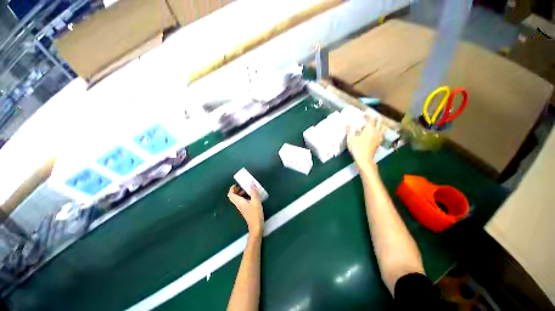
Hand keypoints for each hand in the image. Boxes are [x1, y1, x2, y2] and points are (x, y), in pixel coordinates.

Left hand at [228, 184, 263, 234]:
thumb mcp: (256, 201)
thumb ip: (254, 192)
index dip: (232, 188)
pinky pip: (242, 201)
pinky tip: (252, 196)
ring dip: (241, 193)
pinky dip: (245, 197)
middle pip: (233, 196)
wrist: (256, 226)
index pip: (231, 194)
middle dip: (237, 190)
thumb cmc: (255, 214)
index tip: (236, 184)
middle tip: (243, 186)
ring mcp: (241, 207)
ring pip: (238, 198)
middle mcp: (238, 204)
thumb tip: (251, 183)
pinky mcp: (245, 209)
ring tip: (249, 190)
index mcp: (239, 202)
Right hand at [346, 115, 384, 172]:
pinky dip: (380, 131)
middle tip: (370, 118)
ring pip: (382, 127)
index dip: (368, 115)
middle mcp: (376, 131)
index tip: (365, 114)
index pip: (371, 119)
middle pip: (379, 122)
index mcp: (369, 129)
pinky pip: (382, 134)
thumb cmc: (356, 148)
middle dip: (375, 118)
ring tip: (375, 124)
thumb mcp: (350, 138)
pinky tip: (376, 133)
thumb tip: (347, 122)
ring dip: (379, 124)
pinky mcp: (379, 142)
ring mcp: (379, 137)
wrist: (364, 158)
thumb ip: (349, 130)